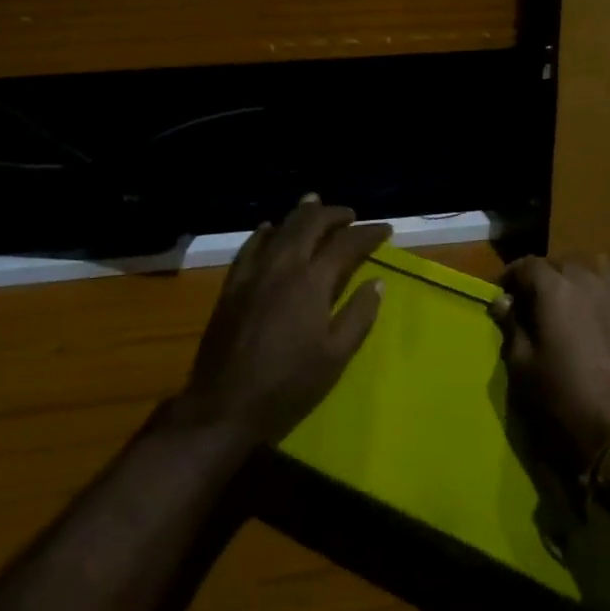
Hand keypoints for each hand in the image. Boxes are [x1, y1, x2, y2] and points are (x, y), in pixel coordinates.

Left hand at [175, 197, 391, 446]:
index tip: (385, 229)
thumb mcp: (336, 356)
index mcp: (312, 282)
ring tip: (314, 205)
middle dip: (333, 214)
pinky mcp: (232, 286)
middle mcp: (282, 266)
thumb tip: (377, 282)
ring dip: (300, 214)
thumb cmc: (288, 385)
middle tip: (350, 214)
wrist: (224, 405)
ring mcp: (253, 273)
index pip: (346, 244)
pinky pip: (250, 246)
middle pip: (309, 224)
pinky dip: (265, 232)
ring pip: (279, 228)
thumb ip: (359, 315)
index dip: (368, 233)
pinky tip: (269, 229)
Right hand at [490, 255, 609, 472]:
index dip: (512, 275)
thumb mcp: (522, 366)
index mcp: (554, 290)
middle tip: (537, 301)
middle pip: (563, 262)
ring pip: (599, 266)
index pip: (528, 265)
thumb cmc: (562, 400)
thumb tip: (502, 300)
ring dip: (583, 276)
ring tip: (576, 298)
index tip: (505, 292)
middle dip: (546, 276)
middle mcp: (589, 281)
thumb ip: (511, 326)